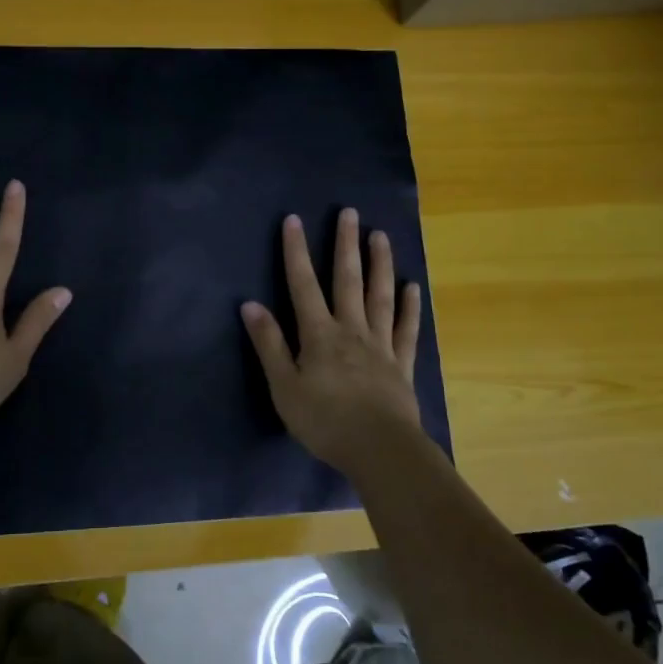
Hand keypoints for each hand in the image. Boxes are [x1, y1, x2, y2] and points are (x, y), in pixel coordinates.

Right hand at [241, 209, 423, 473]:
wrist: (380, 450)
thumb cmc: (324, 421)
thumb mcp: (284, 386)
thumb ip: (269, 344)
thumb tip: (250, 304)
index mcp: (319, 335)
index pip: (303, 285)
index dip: (296, 252)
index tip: (294, 220)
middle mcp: (351, 330)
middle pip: (347, 280)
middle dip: (345, 245)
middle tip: (350, 213)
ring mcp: (380, 345)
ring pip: (380, 297)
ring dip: (380, 264)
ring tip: (381, 236)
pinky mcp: (401, 365)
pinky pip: (406, 330)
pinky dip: (410, 307)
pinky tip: (412, 287)